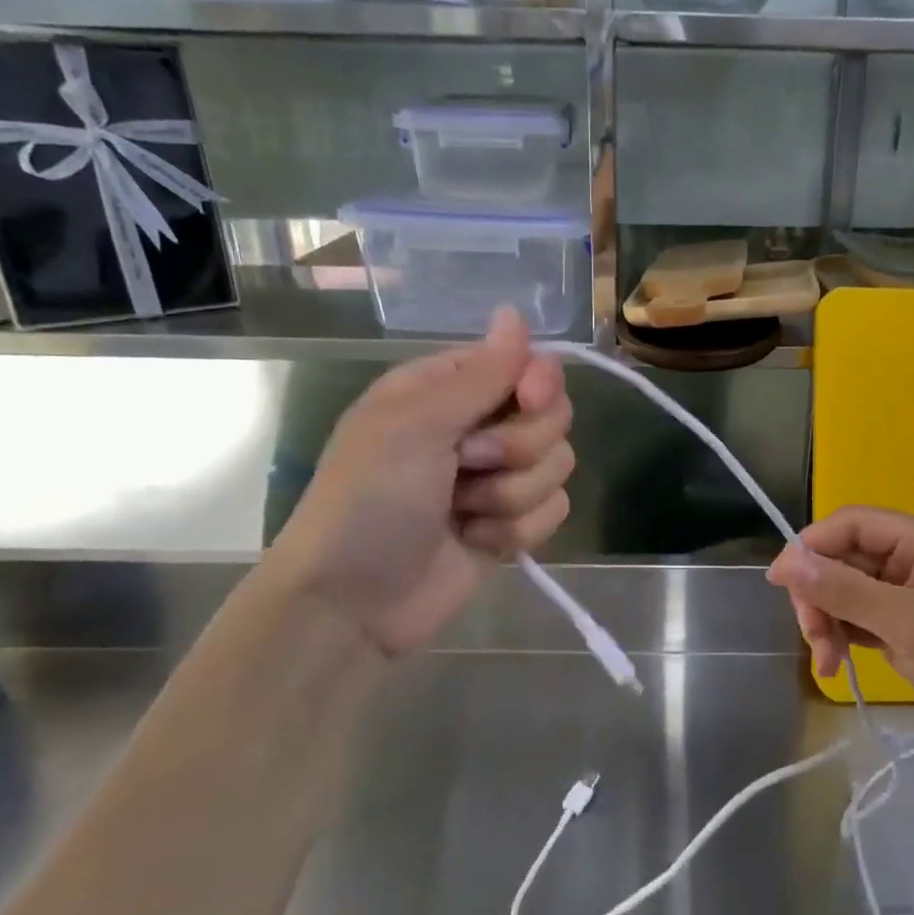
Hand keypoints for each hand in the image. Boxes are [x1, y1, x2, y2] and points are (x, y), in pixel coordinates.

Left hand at [268, 308, 573, 654]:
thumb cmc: (371, 499)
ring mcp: (498, 478)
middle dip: (518, 447)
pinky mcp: (512, 523)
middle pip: (553, 415)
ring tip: (463, 512)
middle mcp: (478, 427)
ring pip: (558, 465)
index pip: (526, 364)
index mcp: (448, 390)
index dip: (539, 382)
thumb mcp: (416, 424)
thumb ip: (479, 373)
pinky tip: (477, 541)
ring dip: (511, 495)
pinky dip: (517, 530)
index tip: (528, 400)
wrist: (355, 601)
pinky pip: (554, 511)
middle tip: (468, 464)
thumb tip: (516, 313)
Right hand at [767, 507, 913, 768]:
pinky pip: (861, 620)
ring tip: (828, 662)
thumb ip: (844, 589)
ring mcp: (912, 597)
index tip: (780, 583)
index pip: (852, 523)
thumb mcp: (907, 623)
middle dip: (821, 594)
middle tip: (812, 635)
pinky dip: (843, 637)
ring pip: (848, 591)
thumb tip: (786, 562)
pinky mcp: (909, 630)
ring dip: (828, 621)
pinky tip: (837, 665)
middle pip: (846, 558)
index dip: (812, 546)